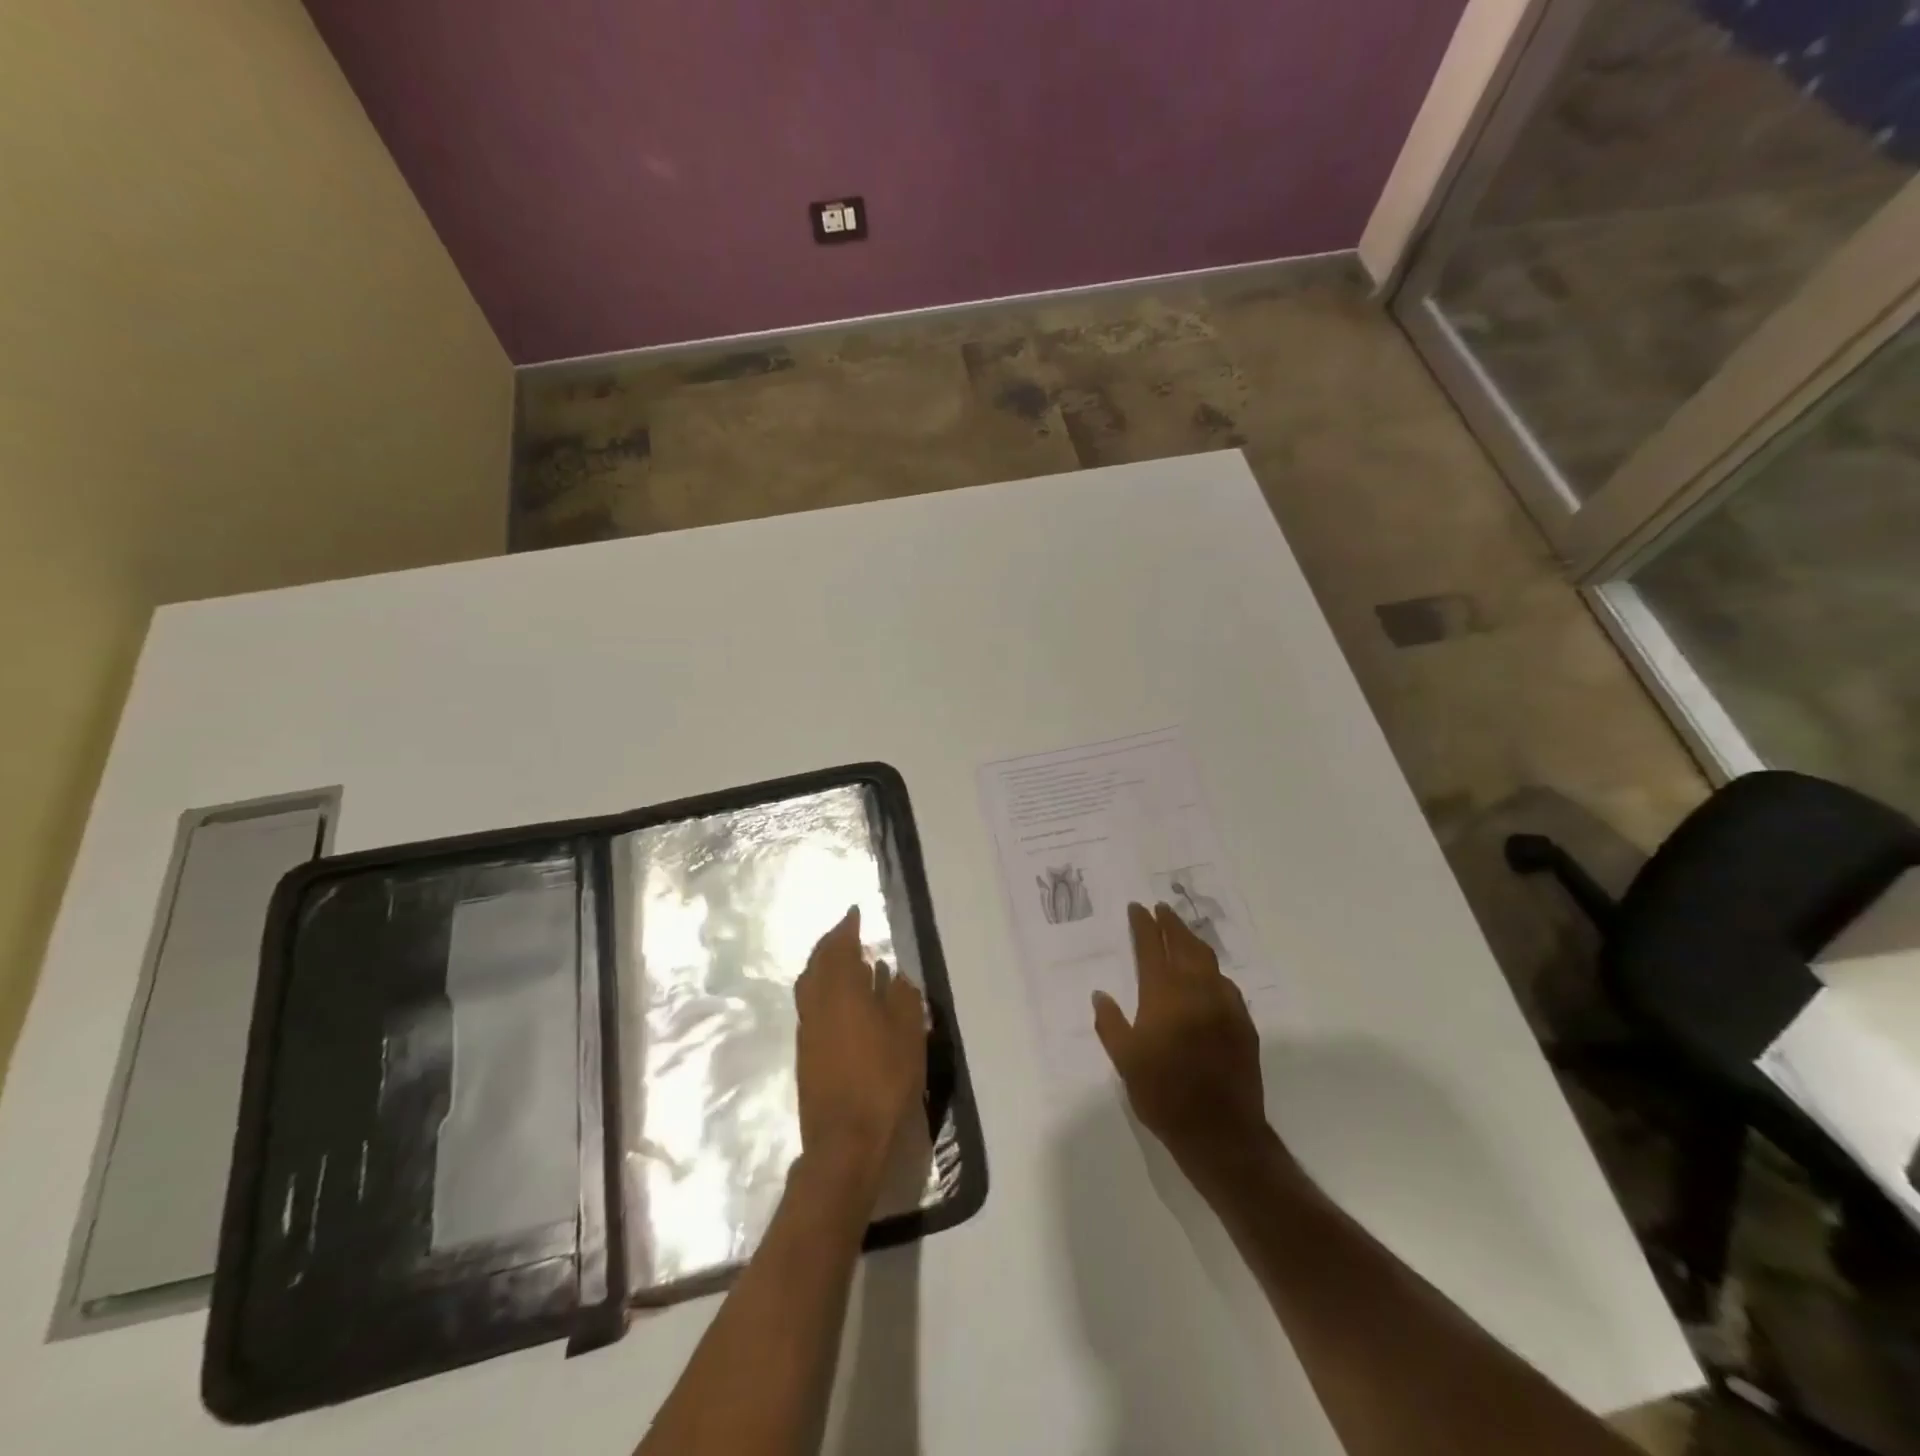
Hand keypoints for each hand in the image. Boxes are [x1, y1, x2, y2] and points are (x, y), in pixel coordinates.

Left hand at [794, 906, 927, 1198]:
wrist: (845, 1141)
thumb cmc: (883, 1080)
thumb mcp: (908, 1034)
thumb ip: (903, 998)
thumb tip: (895, 976)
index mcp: (841, 991)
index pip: (840, 947)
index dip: (846, 928)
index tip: (854, 912)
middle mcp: (817, 1004)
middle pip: (817, 963)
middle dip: (830, 944)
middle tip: (846, 933)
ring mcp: (808, 1031)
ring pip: (809, 985)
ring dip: (823, 967)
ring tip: (844, 963)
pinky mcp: (806, 1055)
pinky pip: (811, 1007)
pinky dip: (823, 991)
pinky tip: (842, 1003)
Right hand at [1093, 902, 1268, 1174]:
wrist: (1220, 1131)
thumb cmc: (1163, 1094)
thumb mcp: (1125, 1061)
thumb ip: (1111, 1023)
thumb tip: (1101, 994)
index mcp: (1164, 995)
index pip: (1151, 947)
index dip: (1144, 925)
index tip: (1138, 908)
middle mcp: (1196, 990)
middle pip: (1184, 944)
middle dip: (1171, 923)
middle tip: (1162, 909)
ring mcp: (1224, 1005)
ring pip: (1209, 960)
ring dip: (1193, 942)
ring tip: (1183, 934)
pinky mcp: (1243, 1023)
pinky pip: (1226, 984)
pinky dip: (1212, 971)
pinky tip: (1208, 977)